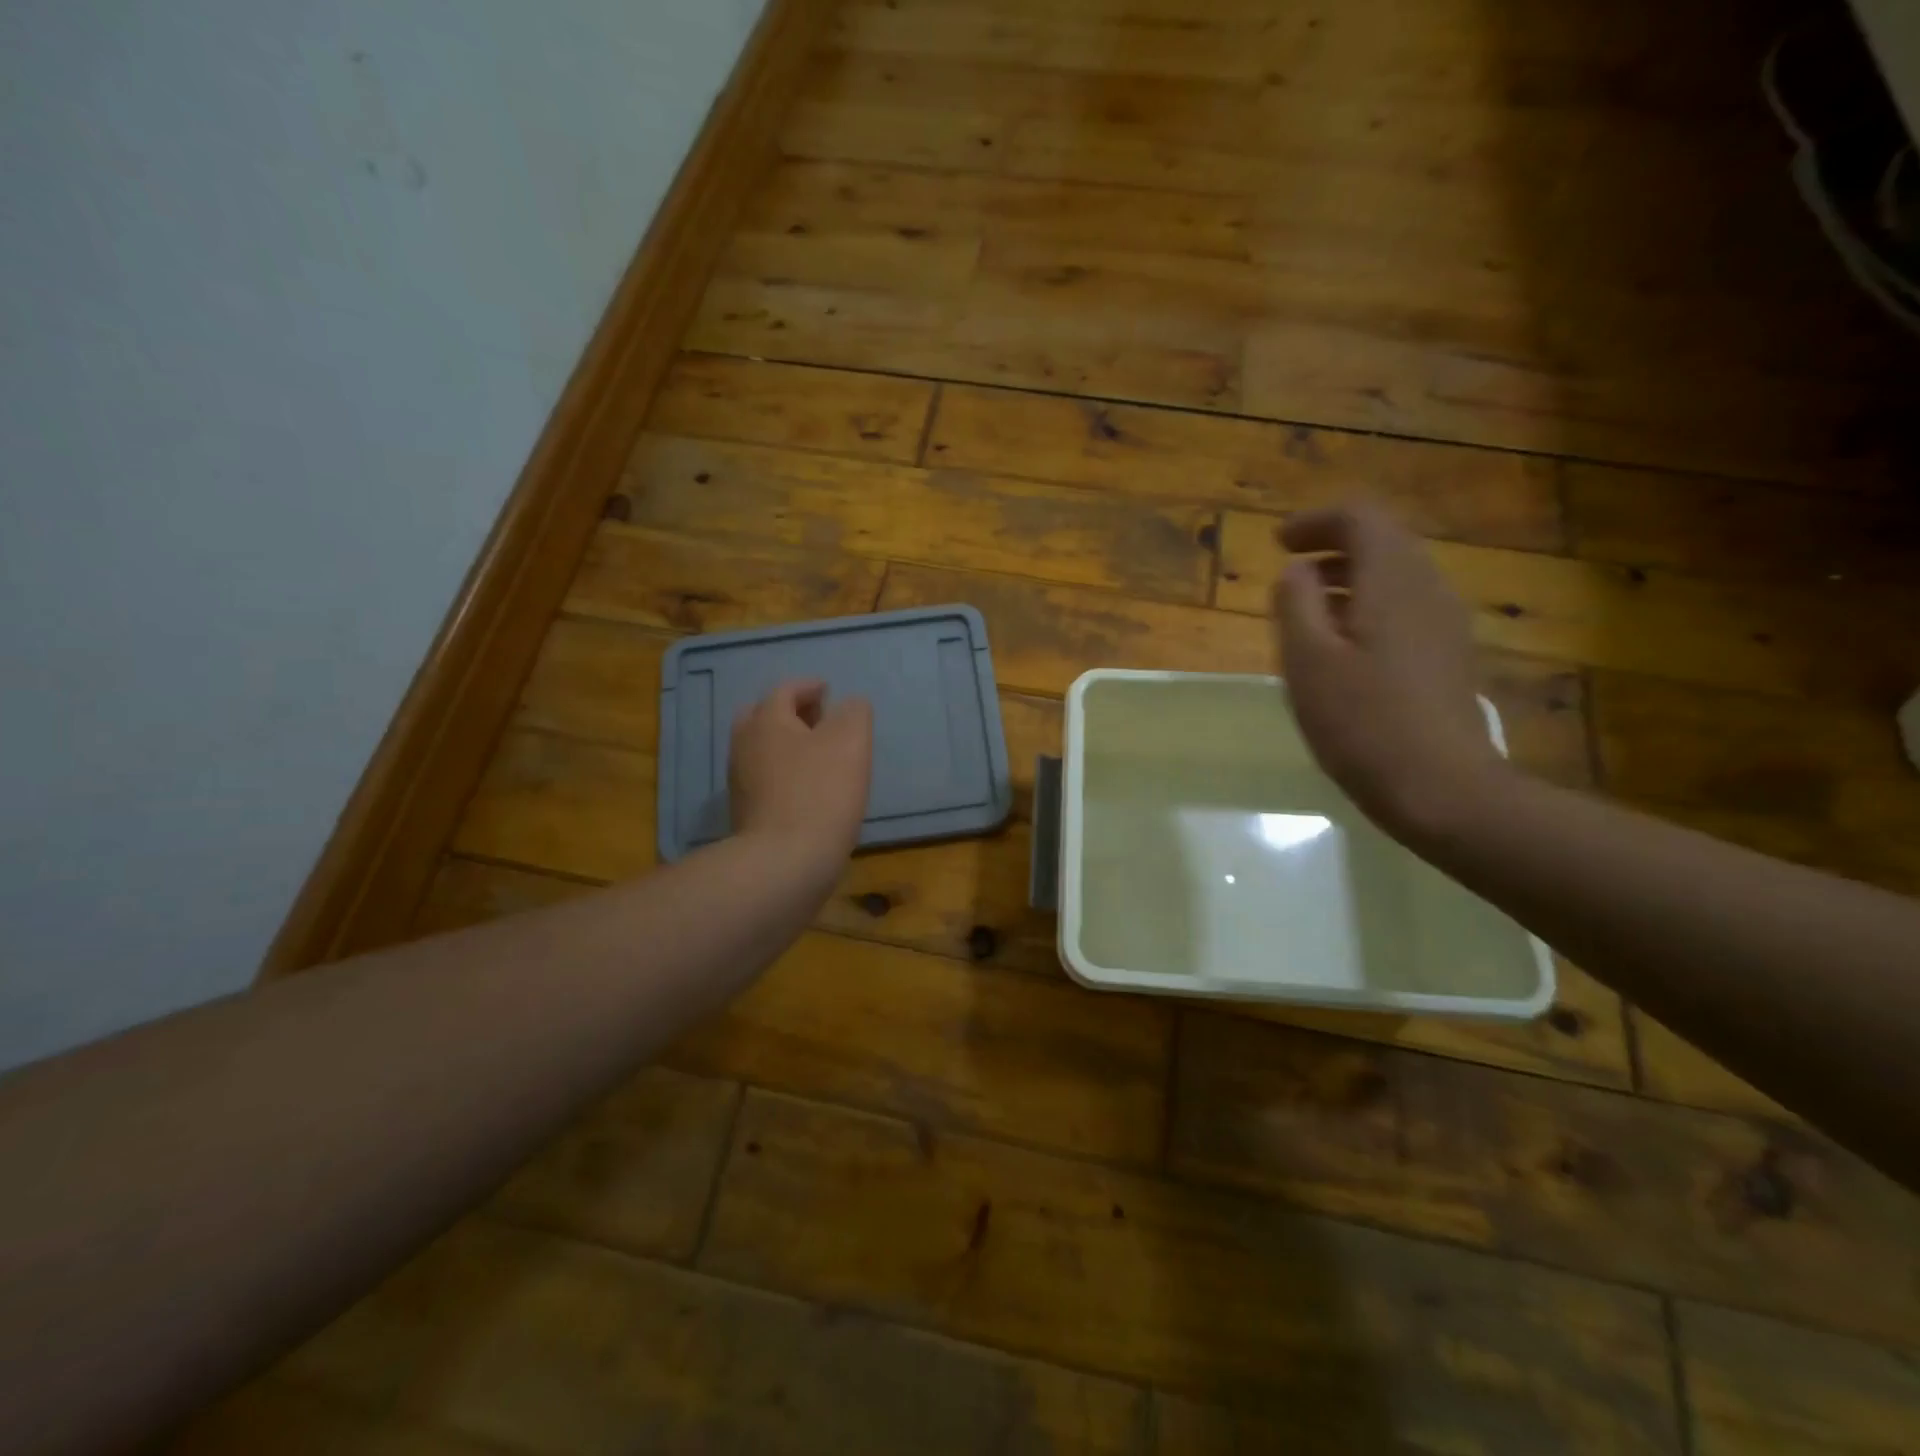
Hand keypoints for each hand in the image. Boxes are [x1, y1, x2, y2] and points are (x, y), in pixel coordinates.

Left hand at [729, 679, 873, 862]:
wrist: (786, 861)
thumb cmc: (821, 792)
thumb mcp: (851, 741)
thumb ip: (854, 713)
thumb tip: (849, 705)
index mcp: (767, 721)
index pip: (785, 690)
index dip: (809, 687)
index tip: (829, 691)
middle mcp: (744, 745)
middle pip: (763, 717)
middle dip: (791, 714)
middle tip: (819, 720)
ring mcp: (740, 782)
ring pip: (762, 750)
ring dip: (787, 745)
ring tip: (818, 756)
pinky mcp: (745, 813)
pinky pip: (764, 780)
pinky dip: (784, 774)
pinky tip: (807, 790)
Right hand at [1272, 503, 1506, 841]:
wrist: (1442, 788)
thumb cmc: (1362, 721)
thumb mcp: (1308, 660)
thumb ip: (1296, 603)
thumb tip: (1297, 571)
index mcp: (1393, 581)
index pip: (1361, 518)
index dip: (1316, 521)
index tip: (1278, 543)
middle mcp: (1429, 589)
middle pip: (1384, 541)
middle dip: (1333, 546)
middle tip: (1289, 571)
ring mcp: (1446, 623)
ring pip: (1397, 575)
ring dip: (1350, 578)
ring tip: (1308, 609)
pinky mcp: (1450, 655)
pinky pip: (1406, 607)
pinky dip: (1369, 605)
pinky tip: (1343, 646)